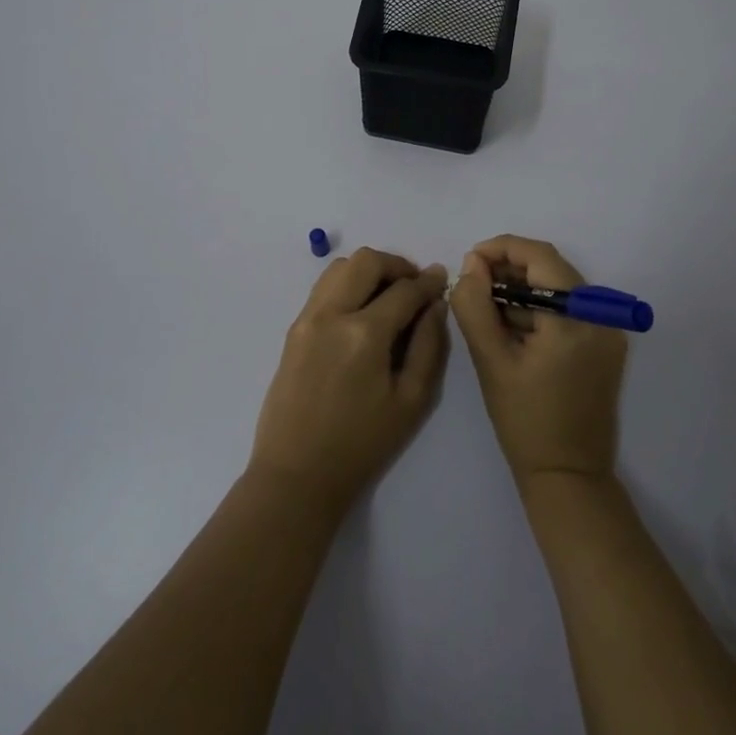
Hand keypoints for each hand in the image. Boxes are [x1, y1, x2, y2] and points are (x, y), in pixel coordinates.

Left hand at [248, 248, 449, 512]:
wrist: (297, 473)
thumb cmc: (362, 444)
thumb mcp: (411, 401)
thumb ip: (429, 346)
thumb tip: (436, 305)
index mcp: (364, 334)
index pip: (404, 290)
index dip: (428, 282)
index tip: (441, 279)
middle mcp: (332, 314)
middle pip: (367, 261)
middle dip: (397, 265)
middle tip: (415, 286)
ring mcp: (308, 318)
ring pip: (340, 266)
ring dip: (369, 270)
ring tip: (387, 295)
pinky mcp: (294, 328)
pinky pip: (323, 286)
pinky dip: (347, 283)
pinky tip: (361, 309)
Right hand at [451, 235, 627, 489]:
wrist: (569, 477)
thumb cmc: (525, 421)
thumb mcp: (490, 361)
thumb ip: (475, 306)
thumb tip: (472, 265)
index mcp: (575, 318)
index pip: (540, 256)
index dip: (502, 248)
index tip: (469, 260)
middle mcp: (600, 317)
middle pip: (552, 269)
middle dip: (510, 268)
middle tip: (474, 283)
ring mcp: (607, 332)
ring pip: (559, 288)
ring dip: (523, 289)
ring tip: (487, 307)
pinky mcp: (605, 347)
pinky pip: (569, 310)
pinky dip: (540, 308)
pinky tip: (512, 326)